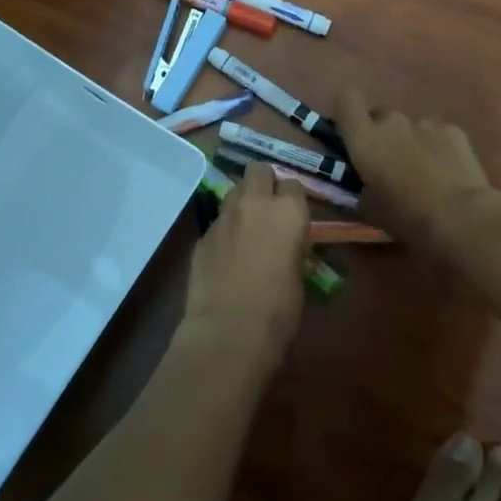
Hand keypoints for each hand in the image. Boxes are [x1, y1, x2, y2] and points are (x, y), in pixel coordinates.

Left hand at [179, 161, 310, 364]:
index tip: (293, 216)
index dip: (292, 200)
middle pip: (258, 170)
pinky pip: (217, 222)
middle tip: (267, 207)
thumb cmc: (279, 308)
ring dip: (241, 203)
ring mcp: (223, 216)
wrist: (229, 329)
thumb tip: (284, 244)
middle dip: (263, 182)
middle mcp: (255, 203)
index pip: (293, 185)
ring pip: (233, 192)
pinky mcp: (201, 235)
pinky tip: (226, 255)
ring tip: (245, 229)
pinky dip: (224, 231)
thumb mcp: (299, 273)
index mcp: (288, 211)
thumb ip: (291, 246)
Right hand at [334, 89, 500, 258]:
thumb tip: (366, 185)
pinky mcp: (454, 131)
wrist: (459, 216)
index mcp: (364, 139)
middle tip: (388, 161)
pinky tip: (447, 172)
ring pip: (410, 126)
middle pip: (380, 115)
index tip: (349, 130)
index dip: (346, 111)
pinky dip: (438, 148)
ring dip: (411, 142)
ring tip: (424, 171)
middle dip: (381, 133)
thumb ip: (361, 188)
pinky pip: (438, 134)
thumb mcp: (369, 209)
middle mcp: (392, 122)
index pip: (346, 101)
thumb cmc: (405, 215)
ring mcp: (425, 123)